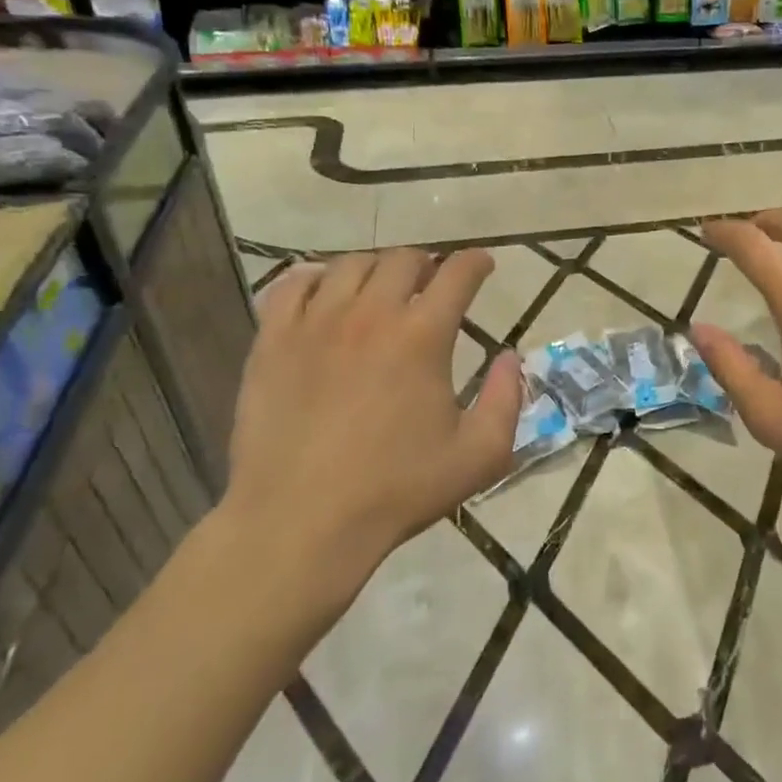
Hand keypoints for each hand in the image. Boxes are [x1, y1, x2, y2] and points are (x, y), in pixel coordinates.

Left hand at [218, 249, 521, 621]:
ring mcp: (315, 324)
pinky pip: (291, 286)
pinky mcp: (272, 342)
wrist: (301, 522)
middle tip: (433, 284)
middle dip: (427, 263)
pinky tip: (325, 297)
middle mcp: (370, 315)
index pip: (457, 273)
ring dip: (376, 268)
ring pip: (349, 265)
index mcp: (423, 336)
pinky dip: (315, 280)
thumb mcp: (480, 455)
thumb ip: (507, 399)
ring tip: (382, 290)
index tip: (483, 265)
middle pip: (403, 259)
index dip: (476, 262)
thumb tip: (510, 357)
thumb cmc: (397, 490)